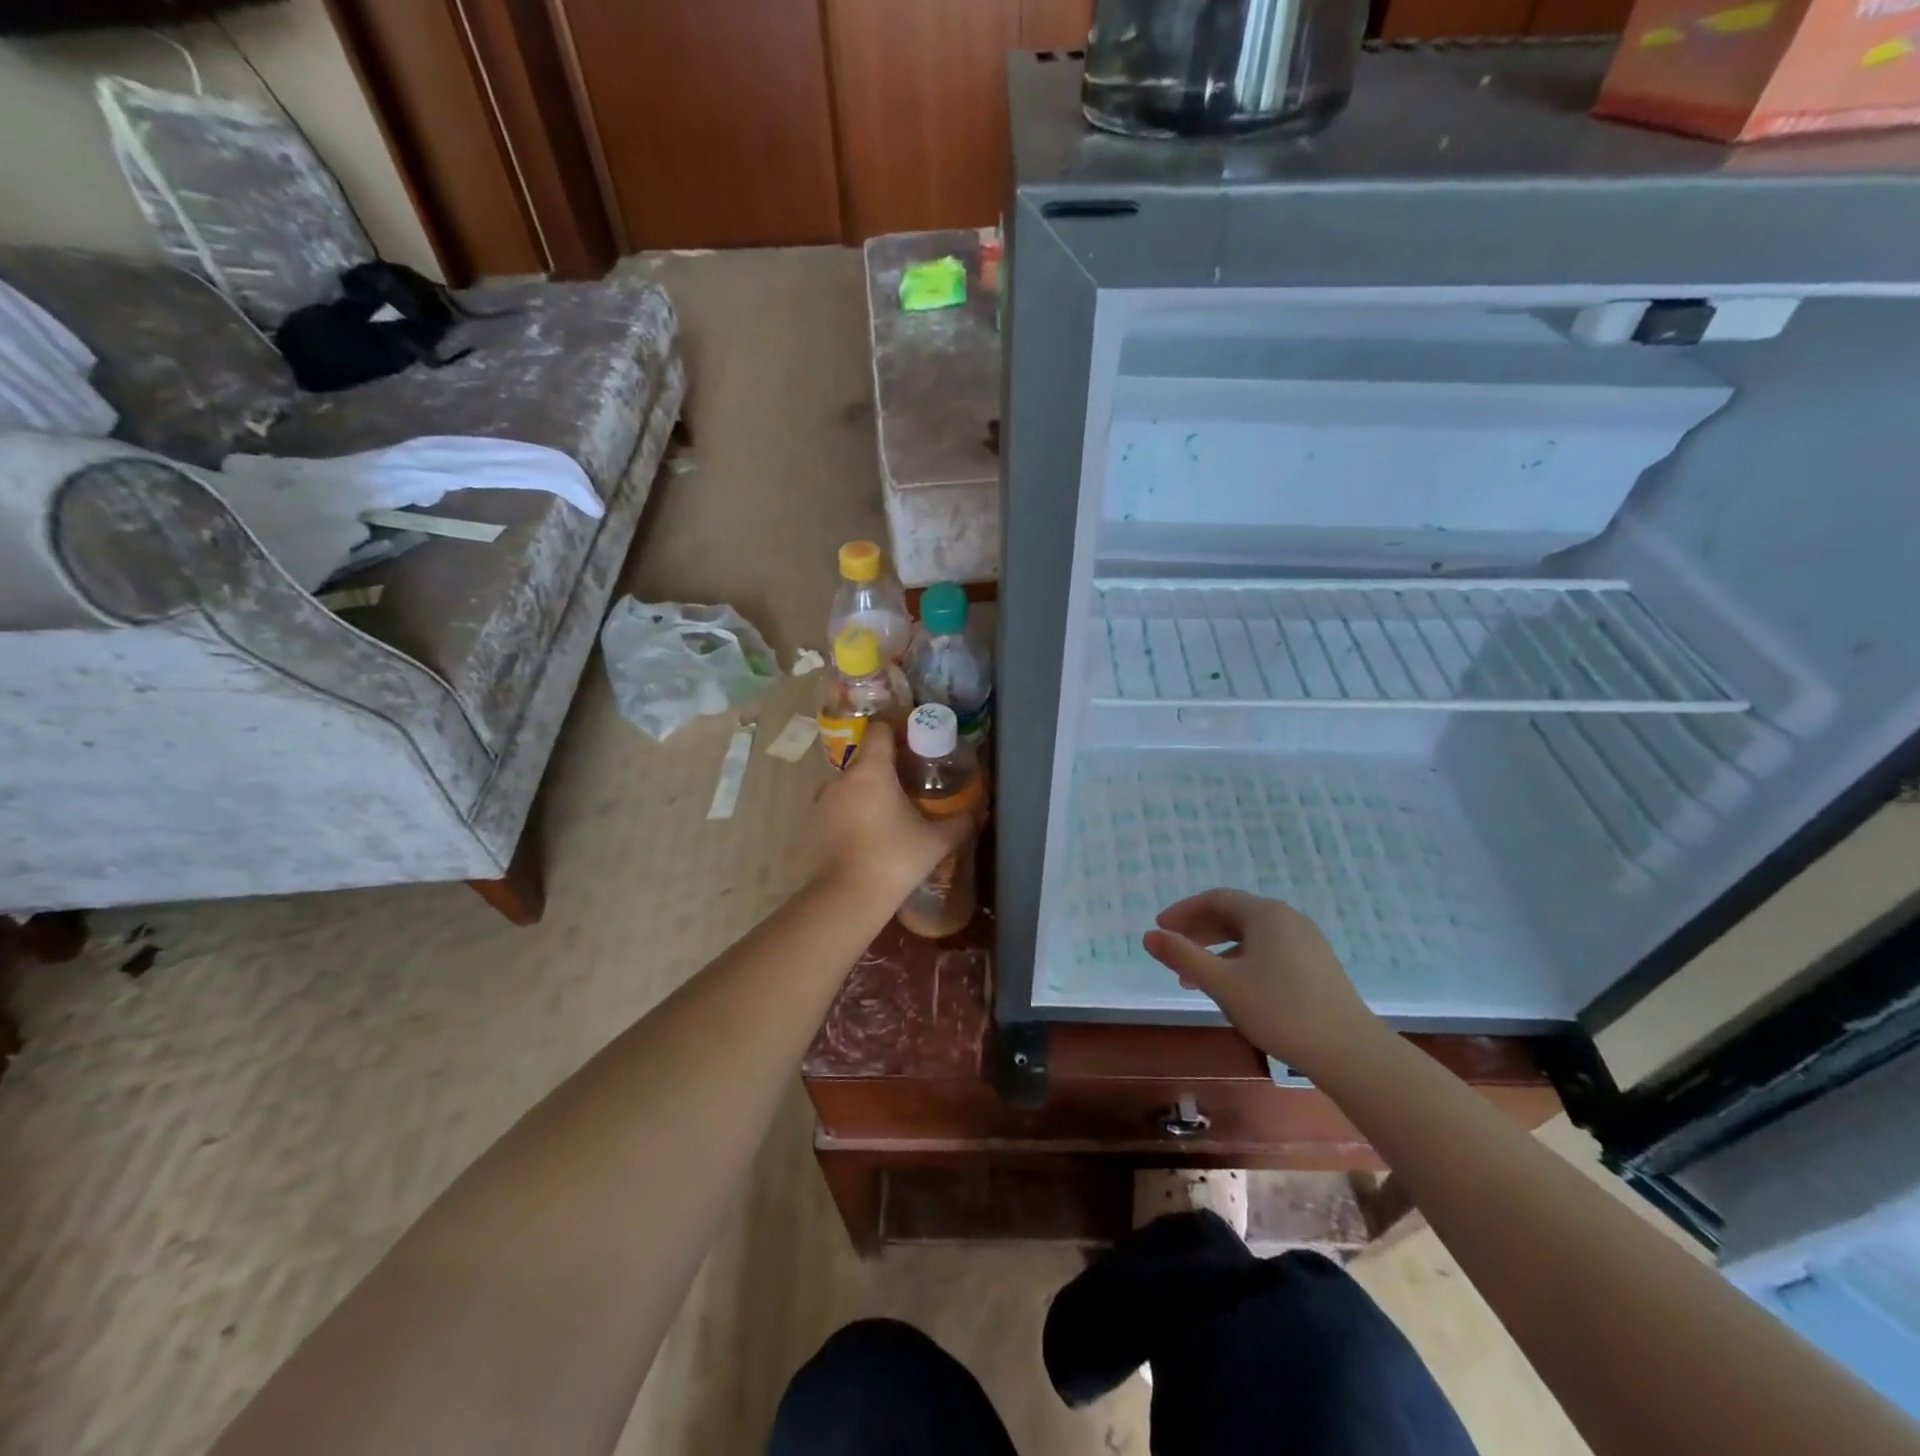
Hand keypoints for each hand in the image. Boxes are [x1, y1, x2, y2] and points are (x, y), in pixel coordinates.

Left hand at [808, 730, 971, 907]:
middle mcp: (842, 779)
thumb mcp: (935, 842)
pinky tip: (867, 836)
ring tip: (888, 815)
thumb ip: (959, 823)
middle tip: (909, 786)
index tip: (914, 743)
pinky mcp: (812, 826)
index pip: (880, 731)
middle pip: (866, 760)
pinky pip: (836, 809)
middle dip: (886, 769)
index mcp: (871, 771)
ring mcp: (822, 802)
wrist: (846, 899)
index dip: (897, 731)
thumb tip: (977, 812)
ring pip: (849, 786)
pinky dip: (851, 815)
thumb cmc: (894, 860)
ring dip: (866, 794)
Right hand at [1143, 889, 1380, 1075]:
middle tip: (1173, 952)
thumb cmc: (1279, 1010)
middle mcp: (1288, 918)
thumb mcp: (1222, 983)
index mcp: (1265, 914)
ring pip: (1251, 937)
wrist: (1349, 1052)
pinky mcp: (1318, 966)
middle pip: (1234, 915)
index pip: (1215, 899)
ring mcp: (1307, 942)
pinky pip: (1269, 951)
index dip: (1183, 912)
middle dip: (1199, 932)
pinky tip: (1234, 989)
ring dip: (1218, 951)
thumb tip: (1149, 936)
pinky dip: (1242, 962)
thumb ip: (1183, 956)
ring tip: (1195, 979)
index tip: (1160, 929)